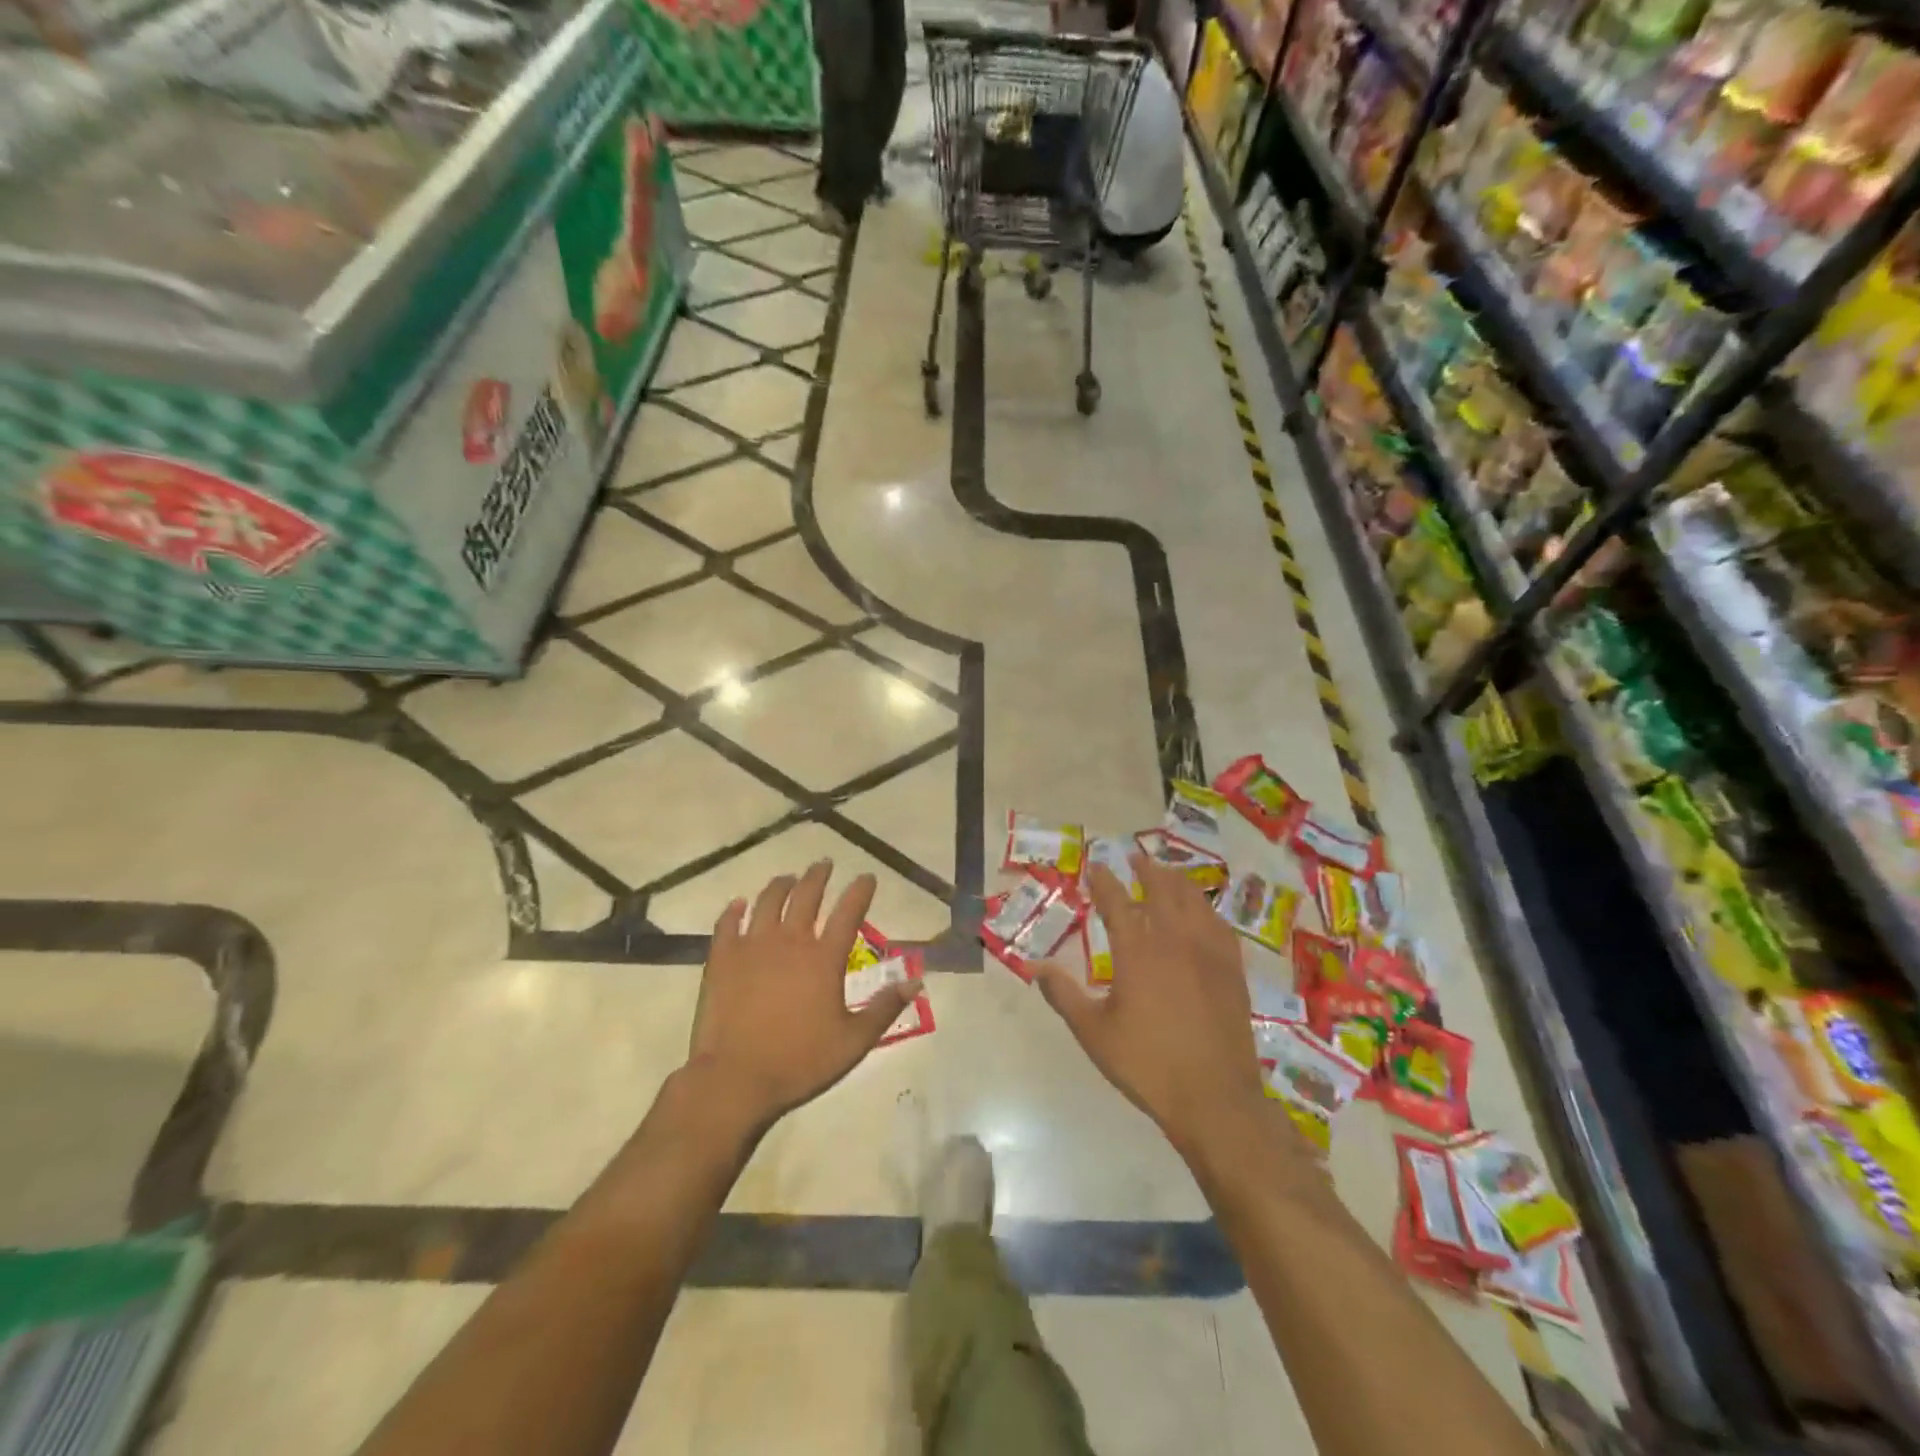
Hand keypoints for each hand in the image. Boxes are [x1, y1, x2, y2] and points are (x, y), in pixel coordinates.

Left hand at [685, 861, 914, 1135]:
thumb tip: (915, 981)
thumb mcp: (854, 1041)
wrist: (735, 1079)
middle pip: (806, 895)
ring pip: (768, 901)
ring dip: (781, 885)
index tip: (866, 877)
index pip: (849, 912)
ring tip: (788, 878)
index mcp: (824, 958)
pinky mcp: (722, 959)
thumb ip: (885, 1008)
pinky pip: (727, 923)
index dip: (860, 891)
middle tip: (824, 864)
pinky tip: (739, 904)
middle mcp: (790, 941)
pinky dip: (734, 910)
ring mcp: (752, 946)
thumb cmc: (800, 1061)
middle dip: (818, 876)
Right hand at [1035, 853, 1268, 1156]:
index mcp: (1138, 952)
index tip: (1095, 866)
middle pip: (1162, 890)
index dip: (1104, 881)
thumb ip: (1064, 996)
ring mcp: (1209, 953)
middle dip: (1147, 870)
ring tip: (1168, 873)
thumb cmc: (1147, 1064)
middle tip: (1136, 858)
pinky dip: (1207, 909)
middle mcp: (1174, 941)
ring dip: (1178, 881)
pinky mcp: (1232, 971)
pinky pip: (1220, 925)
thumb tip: (1034, 969)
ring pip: (1195, 901)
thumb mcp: (1094, 1033)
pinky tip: (1204, 913)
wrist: (1215, 1097)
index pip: (1116, 902)